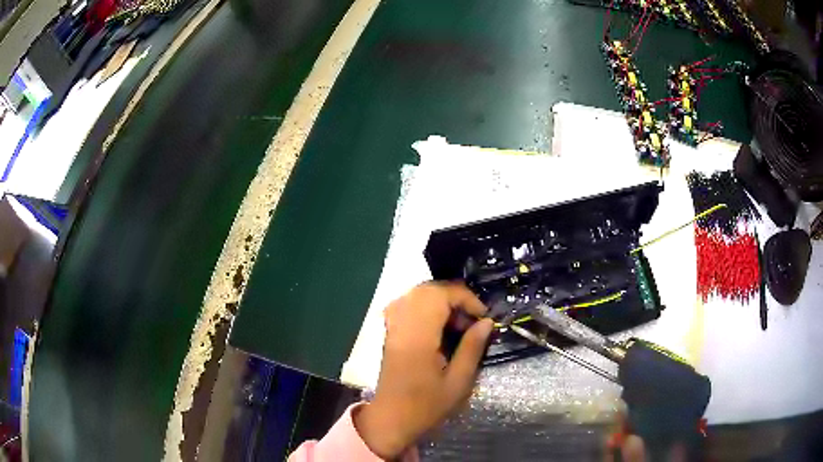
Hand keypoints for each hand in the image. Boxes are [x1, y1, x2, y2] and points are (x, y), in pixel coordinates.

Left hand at [354, 282, 493, 458]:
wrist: (391, 419)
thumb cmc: (426, 406)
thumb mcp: (458, 382)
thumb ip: (472, 348)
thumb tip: (486, 322)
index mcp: (418, 337)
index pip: (439, 295)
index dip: (465, 298)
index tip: (483, 316)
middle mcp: (402, 325)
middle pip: (427, 289)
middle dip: (454, 296)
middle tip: (472, 319)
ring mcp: (392, 327)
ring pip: (416, 294)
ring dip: (441, 300)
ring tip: (458, 323)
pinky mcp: (390, 333)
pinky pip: (406, 305)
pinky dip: (426, 306)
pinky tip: (438, 326)